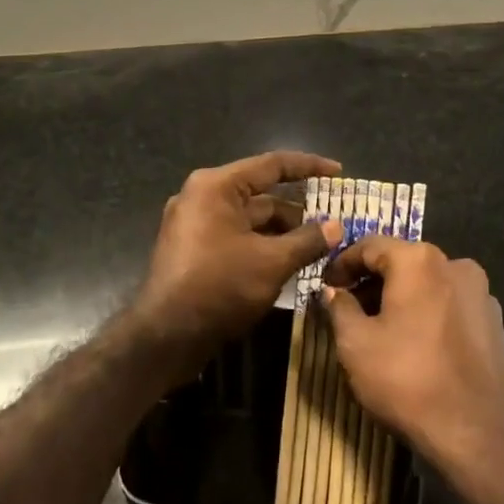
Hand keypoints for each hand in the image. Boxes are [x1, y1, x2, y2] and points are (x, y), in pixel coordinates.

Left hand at [134, 151, 343, 359]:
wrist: (164, 337)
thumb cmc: (219, 287)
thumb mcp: (272, 262)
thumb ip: (307, 240)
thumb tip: (336, 226)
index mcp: (217, 186)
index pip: (272, 165)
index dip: (309, 166)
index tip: (338, 171)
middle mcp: (202, 196)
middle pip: (261, 195)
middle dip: (298, 212)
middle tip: (332, 225)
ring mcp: (194, 224)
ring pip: (249, 220)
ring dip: (282, 233)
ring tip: (317, 250)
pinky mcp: (193, 250)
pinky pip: (236, 237)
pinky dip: (262, 245)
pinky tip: (288, 264)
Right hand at [323, 237, 503, 483]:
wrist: (481, 436)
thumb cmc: (409, 381)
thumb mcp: (356, 344)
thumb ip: (338, 308)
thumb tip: (332, 291)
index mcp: (419, 260)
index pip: (370, 246)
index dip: (342, 263)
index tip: (325, 285)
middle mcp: (455, 264)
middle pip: (402, 262)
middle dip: (371, 282)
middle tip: (347, 309)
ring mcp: (481, 293)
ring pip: (428, 284)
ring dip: (400, 298)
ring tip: (379, 329)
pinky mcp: (495, 323)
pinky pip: (450, 306)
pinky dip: (427, 314)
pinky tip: (416, 346)